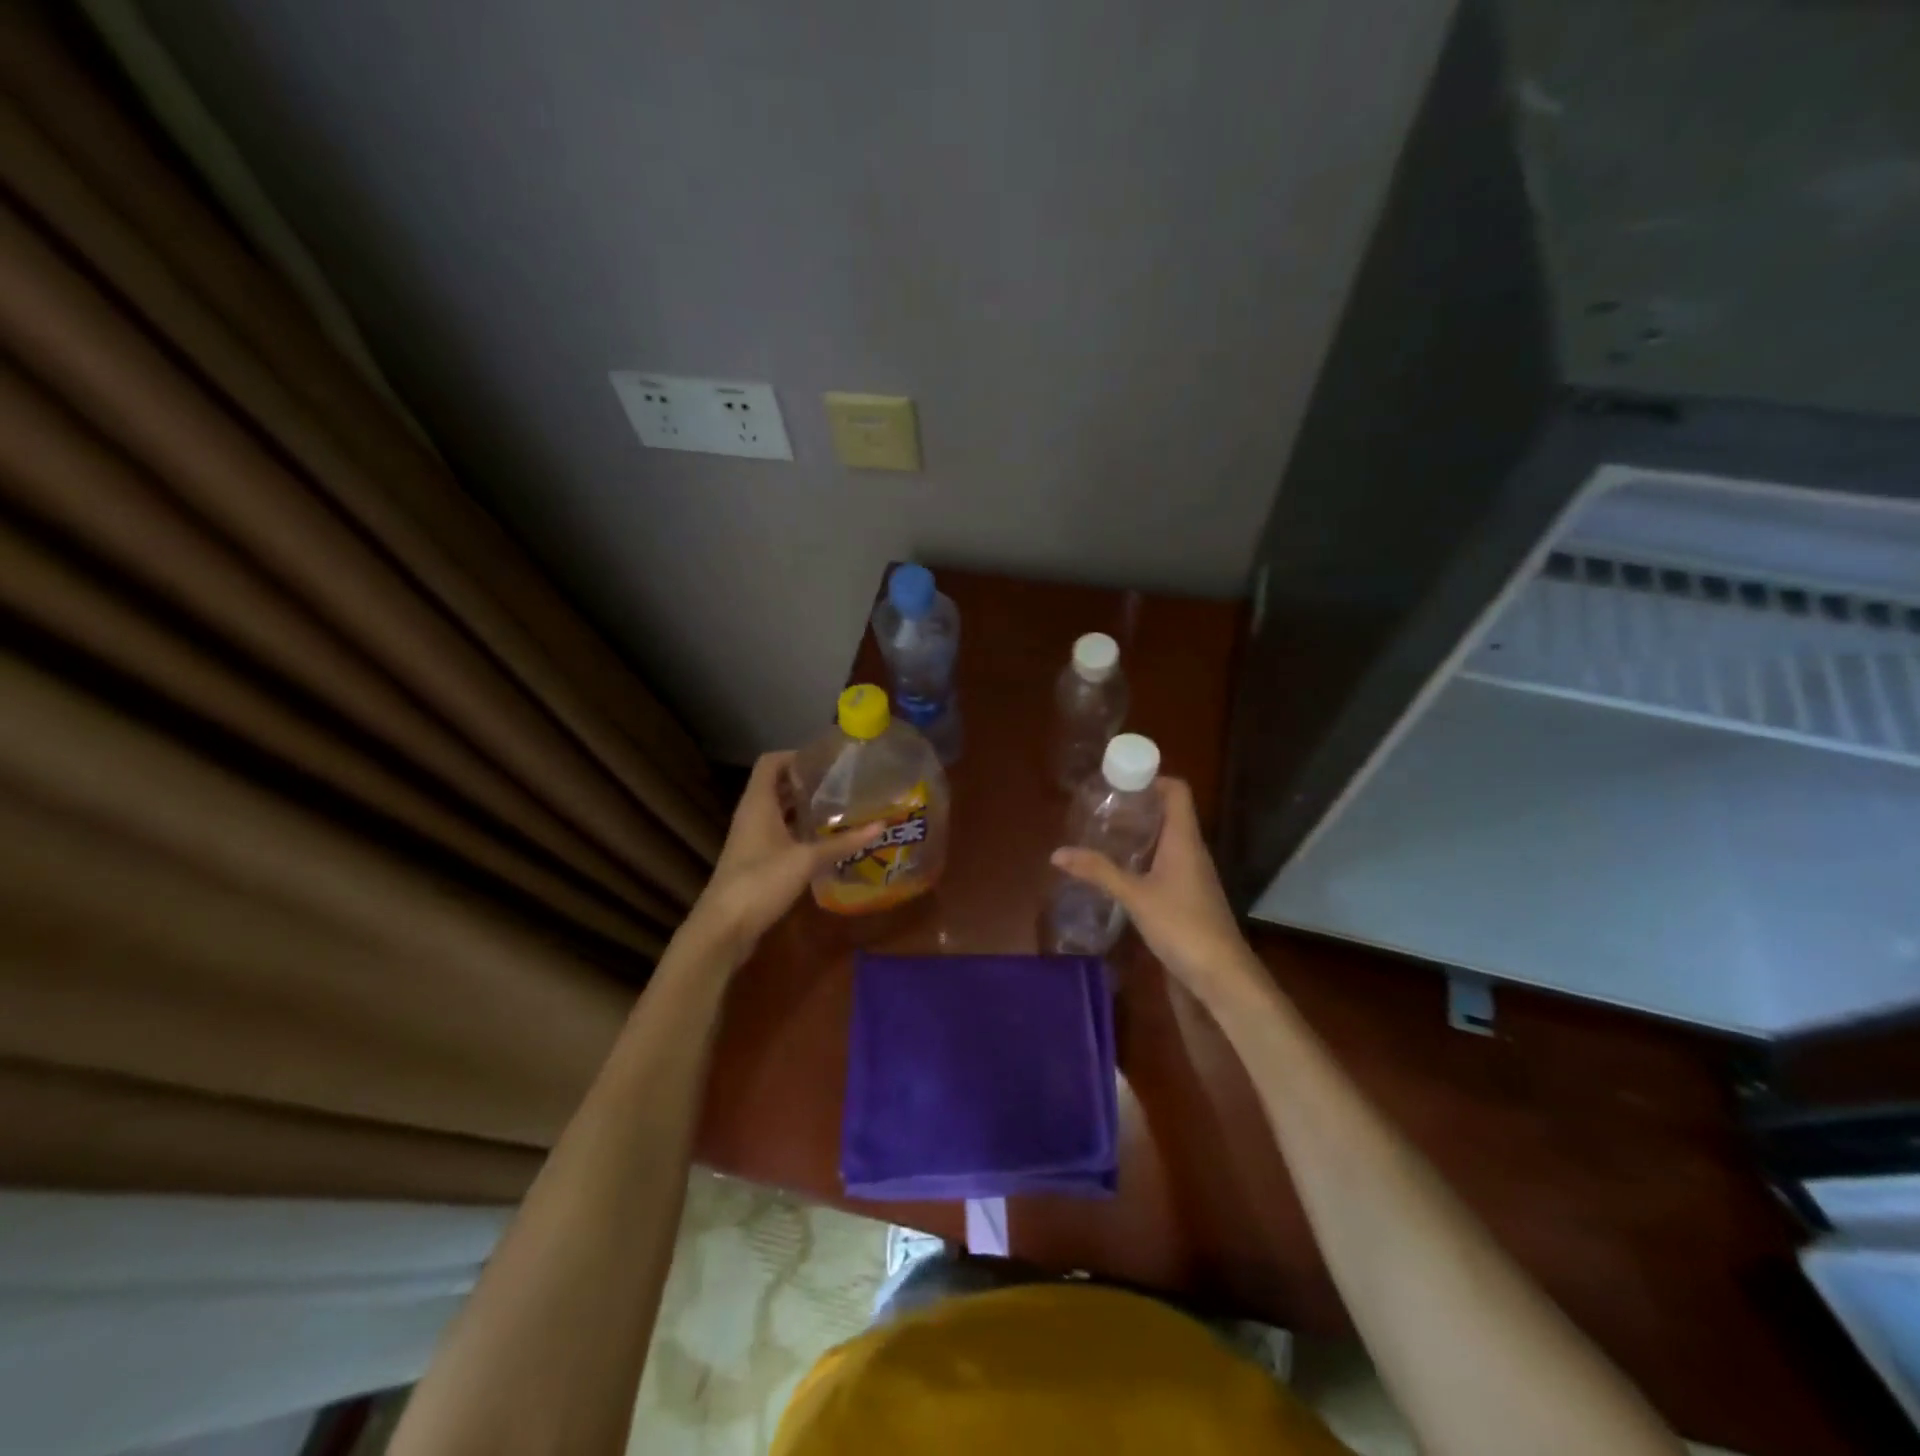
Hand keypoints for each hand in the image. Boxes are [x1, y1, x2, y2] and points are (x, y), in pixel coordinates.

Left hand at [684, 751, 879, 960]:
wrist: (724, 927)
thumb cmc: (761, 881)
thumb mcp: (806, 860)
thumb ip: (842, 842)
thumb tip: (880, 826)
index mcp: (758, 803)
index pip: (771, 762)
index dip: (796, 756)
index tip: (828, 762)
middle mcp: (752, 814)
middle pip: (777, 785)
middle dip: (807, 782)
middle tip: (842, 784)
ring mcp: (752, 838)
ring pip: (779, 811)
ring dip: (804, 807)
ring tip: (839, 807)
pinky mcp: (756, 860)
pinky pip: (779, 833)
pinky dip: (799, 830)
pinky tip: (824, 839)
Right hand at [1051, 778, 1259, 1000]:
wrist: (1221, 974)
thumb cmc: (1182, 924)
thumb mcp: (1134, 896)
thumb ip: (1098, 872)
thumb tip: (1057, 853)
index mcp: (1184, 839)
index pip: (1177, 791)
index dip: (1152, 779)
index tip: (1119, 781)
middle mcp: (1192, 850)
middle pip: (1169, 813)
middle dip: (1137, 806)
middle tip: (1102, 808)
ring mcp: (1193, 874)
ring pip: (1167, 840)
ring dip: (1139, 834)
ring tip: (1104, 835)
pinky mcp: (1188, 895)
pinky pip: (1166, 863)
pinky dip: (1144, 858)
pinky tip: (1120, 871)